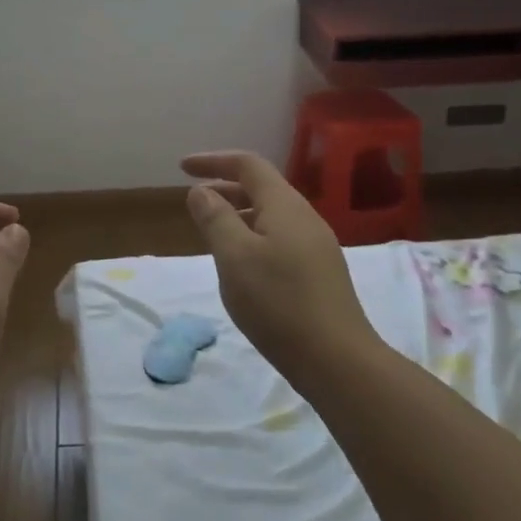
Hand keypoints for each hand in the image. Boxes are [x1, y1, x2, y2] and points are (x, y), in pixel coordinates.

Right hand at [182, 151, 377, 375]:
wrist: (337, 359)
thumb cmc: (278, 302)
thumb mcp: (234, 257)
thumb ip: (215, 218)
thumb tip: (200, 191)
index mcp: (285, 206)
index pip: (248, 165)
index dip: (214, 161)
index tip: (183, 168)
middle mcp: (305, 218)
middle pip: (262, 188)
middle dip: (225, 187)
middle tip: (193, 200)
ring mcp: (317, 246)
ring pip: (272, 215)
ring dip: (239, 213)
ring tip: (212, 232)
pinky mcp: (320, 272)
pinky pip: (280, 238)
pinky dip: (254, 236)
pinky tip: (242, 264)